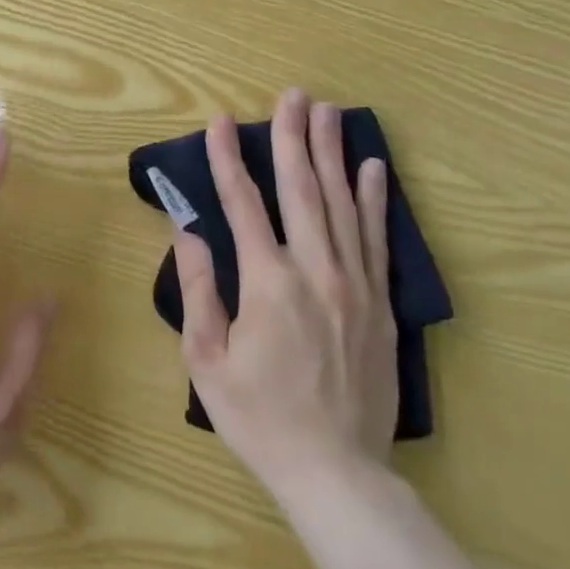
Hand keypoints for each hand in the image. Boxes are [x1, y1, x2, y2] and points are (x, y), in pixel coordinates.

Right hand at [173, 88, 397, 501]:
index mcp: (268, 283)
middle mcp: (315, 271)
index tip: (220, 122)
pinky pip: (376, 240)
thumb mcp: (206, 358)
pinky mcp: (380, 304)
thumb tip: (190, 231)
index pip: (243, 204)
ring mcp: (355, 285)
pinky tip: (371, 168)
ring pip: (342, 204)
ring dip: (332, 154)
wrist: (337, 472)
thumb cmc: (258, 416)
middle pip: (302, 189)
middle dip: (294, 137)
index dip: (228, 159)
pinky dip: (373, 200)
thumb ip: (198, 289)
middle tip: (293, 95)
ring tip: (329, 112)